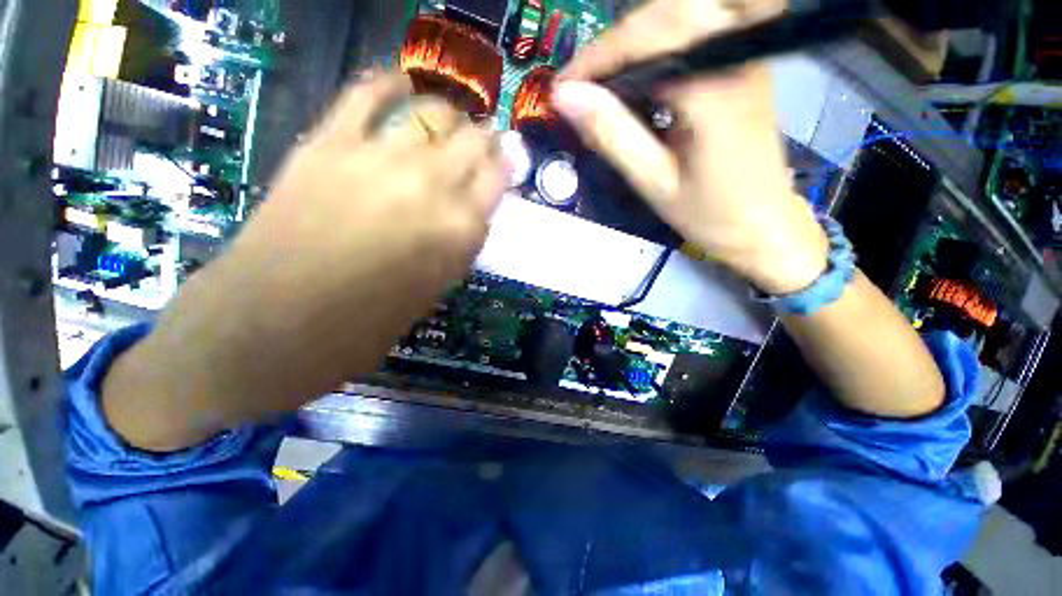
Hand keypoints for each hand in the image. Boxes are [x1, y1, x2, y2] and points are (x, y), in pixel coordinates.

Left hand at [229, 73, 503, 369]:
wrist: (275, 325)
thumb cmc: (367, 324)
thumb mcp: (434, 289)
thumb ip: (456, 245)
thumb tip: (464, 215)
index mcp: (460, 230)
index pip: (497, 178)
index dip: (503, 166)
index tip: (502, 162)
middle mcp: (431, 186)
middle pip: (473, 139)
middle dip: (485, 136)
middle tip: (484, 137)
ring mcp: (379, 158)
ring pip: (431, 114)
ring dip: (449, 114)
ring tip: (451, 117)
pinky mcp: (328, 145)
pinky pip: (365, 96)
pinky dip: (387, 84)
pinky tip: (401, 83)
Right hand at [554, 0, 827, 293]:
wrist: (764, 224)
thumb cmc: (709, 213)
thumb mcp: (653, 182)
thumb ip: (612, 135)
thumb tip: (567, 99)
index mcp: (712, 86)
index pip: (645, 39)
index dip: (595, 58)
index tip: (560, 88)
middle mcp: (733, 55)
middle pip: (665, 13)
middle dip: (613, 46)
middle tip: (580, 86)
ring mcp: (742, 55)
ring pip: (680, 17)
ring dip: (633, 43)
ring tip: (601, 85)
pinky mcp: (741, 66)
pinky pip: (693, 36)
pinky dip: (656, 50)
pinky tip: (637, 83)